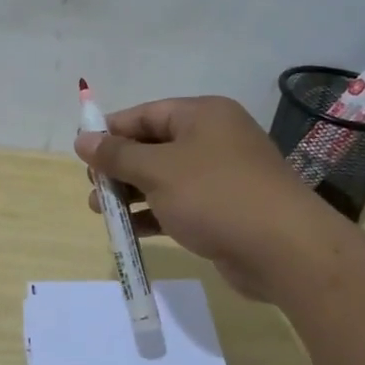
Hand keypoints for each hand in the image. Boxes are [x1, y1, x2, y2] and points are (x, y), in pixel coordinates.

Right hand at [74, 96, 336, 299]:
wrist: (283, 250)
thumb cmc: (215, 196)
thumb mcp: (158, 170)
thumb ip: (117, 155)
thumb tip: (82, 139)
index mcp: (202, 116)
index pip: (146, 114)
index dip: (111, 131)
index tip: (81, 153)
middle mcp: (213, 140)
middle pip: (153, 146)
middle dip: (118, 167)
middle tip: (92, 188)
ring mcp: (220, 177)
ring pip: (163, 179)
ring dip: (131, 194)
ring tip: (100, 212)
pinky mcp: (223, 211)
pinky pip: (178, 205)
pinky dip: (153, 215)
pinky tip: (128, 231)